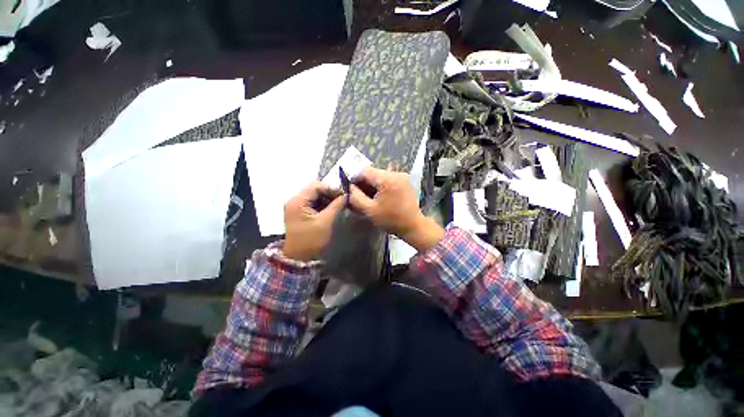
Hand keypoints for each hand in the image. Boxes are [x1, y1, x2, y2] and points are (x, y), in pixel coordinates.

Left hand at [283, 183, 344, 261]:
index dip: (331, 188)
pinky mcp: (299, 213)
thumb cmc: (312, 240)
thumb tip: (346, 195)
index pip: (316, 186)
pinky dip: (322, 205)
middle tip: (342, 200)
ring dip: (327, 199)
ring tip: (339, 205)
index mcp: (297, 201)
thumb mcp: (326, 221)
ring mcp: (296, 207)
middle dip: (330, 194)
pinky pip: (312, 204)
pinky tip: (331, 210)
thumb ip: (336, 205)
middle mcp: (294, 201)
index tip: (344, 195)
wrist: (298, 259)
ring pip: (314, 196)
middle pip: (314, 190)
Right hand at [349, 167, 443, 250]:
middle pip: (373, 173)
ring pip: (380, 176)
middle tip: (358, 195)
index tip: (350, 190)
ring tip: (368, 198)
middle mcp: (396, 173)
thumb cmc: (391, 220)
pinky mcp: (405, 181)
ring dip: (372, 185)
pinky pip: (388, 179)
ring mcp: (402, 176)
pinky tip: (379, 197)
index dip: (354, 179)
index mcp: (387, 179)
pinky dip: (381, 186)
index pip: (364, 171)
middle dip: (364, 183)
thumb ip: (355, 197)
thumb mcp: (369, 210)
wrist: (413, 226)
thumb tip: (348, 187)